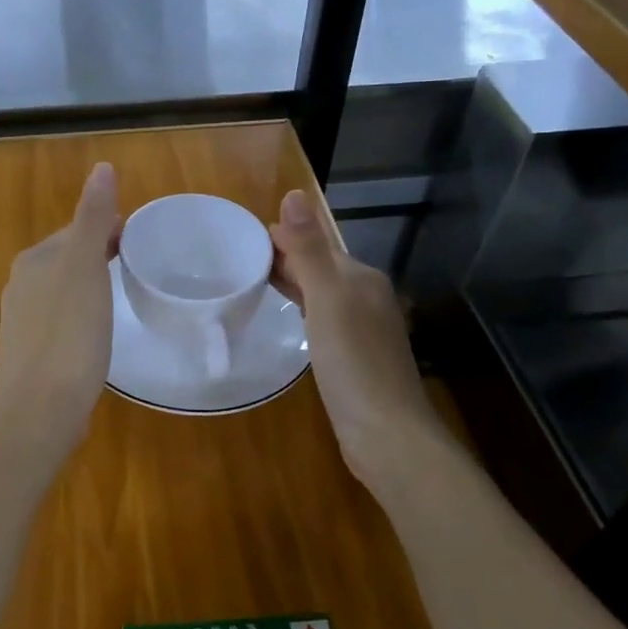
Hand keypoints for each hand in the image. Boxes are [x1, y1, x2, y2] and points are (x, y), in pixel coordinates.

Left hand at [0, 163, 123, 441]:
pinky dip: (81, 316)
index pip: (76, 231)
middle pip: (68, 259)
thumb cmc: (69, 333)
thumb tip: (102, 167)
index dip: (109, 230)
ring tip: (121, 296)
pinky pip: (61, 321)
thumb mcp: (86, 268)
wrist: (41, 408)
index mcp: (33, 261)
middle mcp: (21, 285)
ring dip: (90, 286)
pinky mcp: (31, 354)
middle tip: (137, 266)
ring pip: (64, 291)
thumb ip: (93, 218)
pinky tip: (97, 333)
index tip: (141, 241)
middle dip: (99, 256)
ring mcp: (23, 322)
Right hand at [270, 189, 453, 490]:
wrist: (386, 434)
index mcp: (362, 278)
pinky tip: (291, 319)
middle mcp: (368, 297)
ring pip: (323, 293)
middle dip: (287, 258)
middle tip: (241, 258)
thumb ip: (309, 249)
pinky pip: (325, 319)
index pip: (317, 244)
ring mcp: (365, 329)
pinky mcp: (357, 357)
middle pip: (322, 267)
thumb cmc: (353, 362)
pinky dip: (304, 309)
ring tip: (257, 281)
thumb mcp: (327, 299)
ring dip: (294, 282)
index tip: (244, 237)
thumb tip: (294, 194)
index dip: (283, 237)